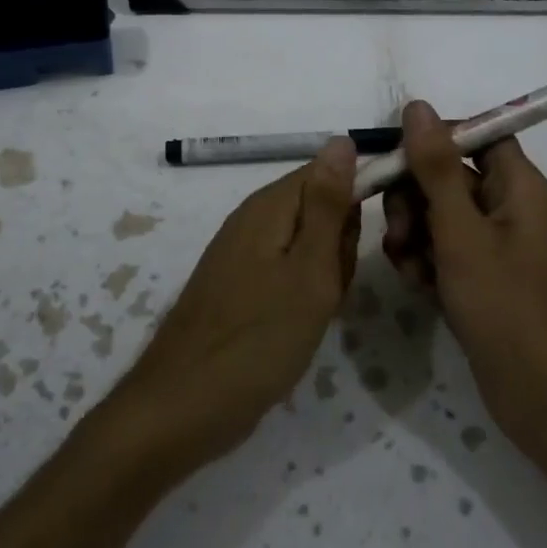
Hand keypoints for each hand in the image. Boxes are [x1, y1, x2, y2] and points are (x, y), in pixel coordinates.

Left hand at [114, 139, 360, 470]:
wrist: (182, 408)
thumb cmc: (257, 340)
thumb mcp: (309, 271)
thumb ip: (327, 205)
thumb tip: (342, 139)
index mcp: (270, 206)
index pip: (329, 171)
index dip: (357, 201)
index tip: (364, 243)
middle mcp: (253, 219)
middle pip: (319, 207)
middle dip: (340, 245)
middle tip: (331, 287)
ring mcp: (242, 253)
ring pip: (307, 243)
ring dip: (325, 273)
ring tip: (316, 310)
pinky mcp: (239, 284)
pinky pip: (287, 269)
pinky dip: (304, 292)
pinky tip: (300, 323)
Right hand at [381, 100, 546, 445]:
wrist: (542, 397)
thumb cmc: (506, 306)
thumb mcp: (461, 232)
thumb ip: (435, 168)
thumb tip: (417, 107)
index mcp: (517, 184)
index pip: (475, 134)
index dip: (434, 139)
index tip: (395, 159)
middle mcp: (507, 206)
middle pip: (448, 175)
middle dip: (414, 199)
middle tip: (400, 232)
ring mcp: (494, 245)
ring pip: (438, 215)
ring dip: (413, 234)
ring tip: (410, 267)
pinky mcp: (481, 276)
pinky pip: (443, 250)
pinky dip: (425, 262)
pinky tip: (419, 287)